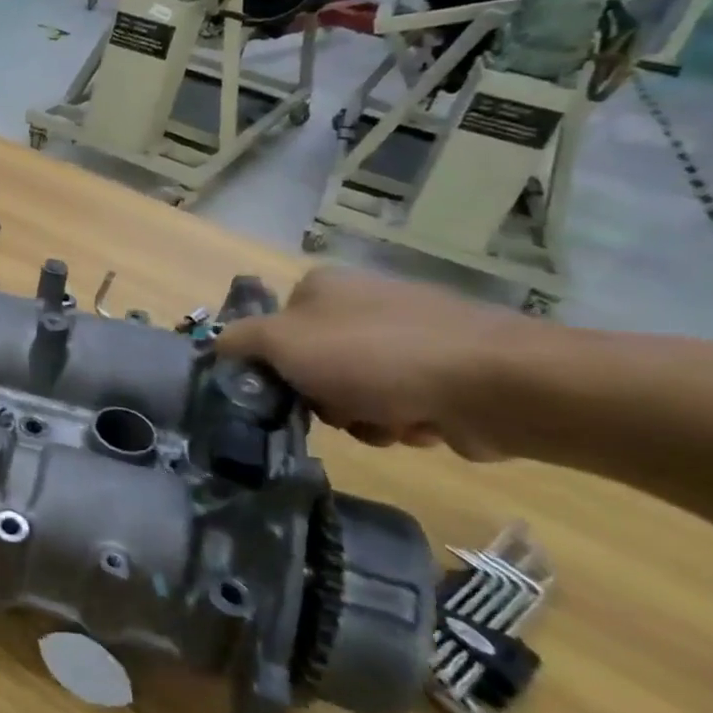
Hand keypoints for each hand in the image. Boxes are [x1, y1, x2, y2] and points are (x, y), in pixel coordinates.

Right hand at [213, 268, 524, 455]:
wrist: (497, 384)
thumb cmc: (375, 357)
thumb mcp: (284, 343)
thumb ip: (240, 342)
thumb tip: (216, 345)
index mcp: (321, 287)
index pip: (272, 332)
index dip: (274, 368)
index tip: (286, 392)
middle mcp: (361, 303)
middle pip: (312, 366)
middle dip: (324, 399)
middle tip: (339, 410)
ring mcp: (407, 335)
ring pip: (354, 392)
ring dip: (363, 418)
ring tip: (389, 421)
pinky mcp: (446, 370)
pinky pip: (400, 404)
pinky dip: (403, 421)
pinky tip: (421, 424)